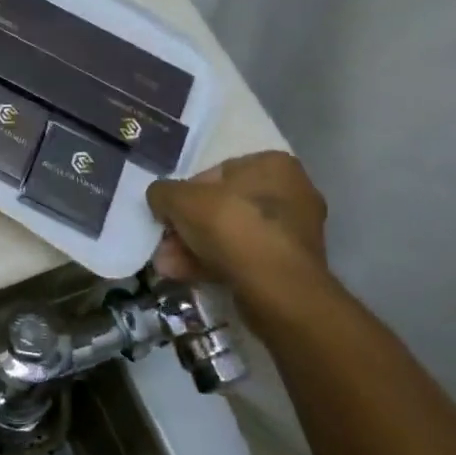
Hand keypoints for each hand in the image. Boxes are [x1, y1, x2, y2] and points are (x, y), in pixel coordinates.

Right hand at [146, 151, 330, 291]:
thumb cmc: (232, 226)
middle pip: (224, 206)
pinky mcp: (292, 267)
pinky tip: (186, 276)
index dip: (186, 193)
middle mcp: (292, 193)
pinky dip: (216, 264)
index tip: (169, 213)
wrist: (278, 289)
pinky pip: (246, 258)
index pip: (218, 172)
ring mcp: (295, 233)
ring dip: (196, 248)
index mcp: (273, 165)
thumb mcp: (181, 199)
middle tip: (165, 243)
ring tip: (167, 265)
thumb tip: (160, 199)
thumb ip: (163, 192)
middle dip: (189, 227)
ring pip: (233, 235)